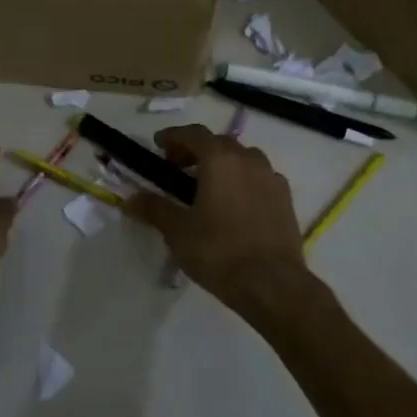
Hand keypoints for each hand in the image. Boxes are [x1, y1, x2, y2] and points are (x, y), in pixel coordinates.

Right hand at [123, 125, 310, 310]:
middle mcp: (249, 160)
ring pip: (243, 159)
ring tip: (206, 186)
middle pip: (219, 143)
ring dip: (222, 164)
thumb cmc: (219, 252)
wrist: (271, 283)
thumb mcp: (178, 231)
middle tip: (177, 168)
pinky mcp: (286, 199)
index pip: (194, 134)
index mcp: (220, 160)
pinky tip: (234, 203)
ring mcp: (271, 178)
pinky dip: (243, 180)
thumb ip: (154, 209)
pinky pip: (260, 178)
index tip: (158, 144)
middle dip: (196, 150)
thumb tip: (130, 199)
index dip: (173, 136)